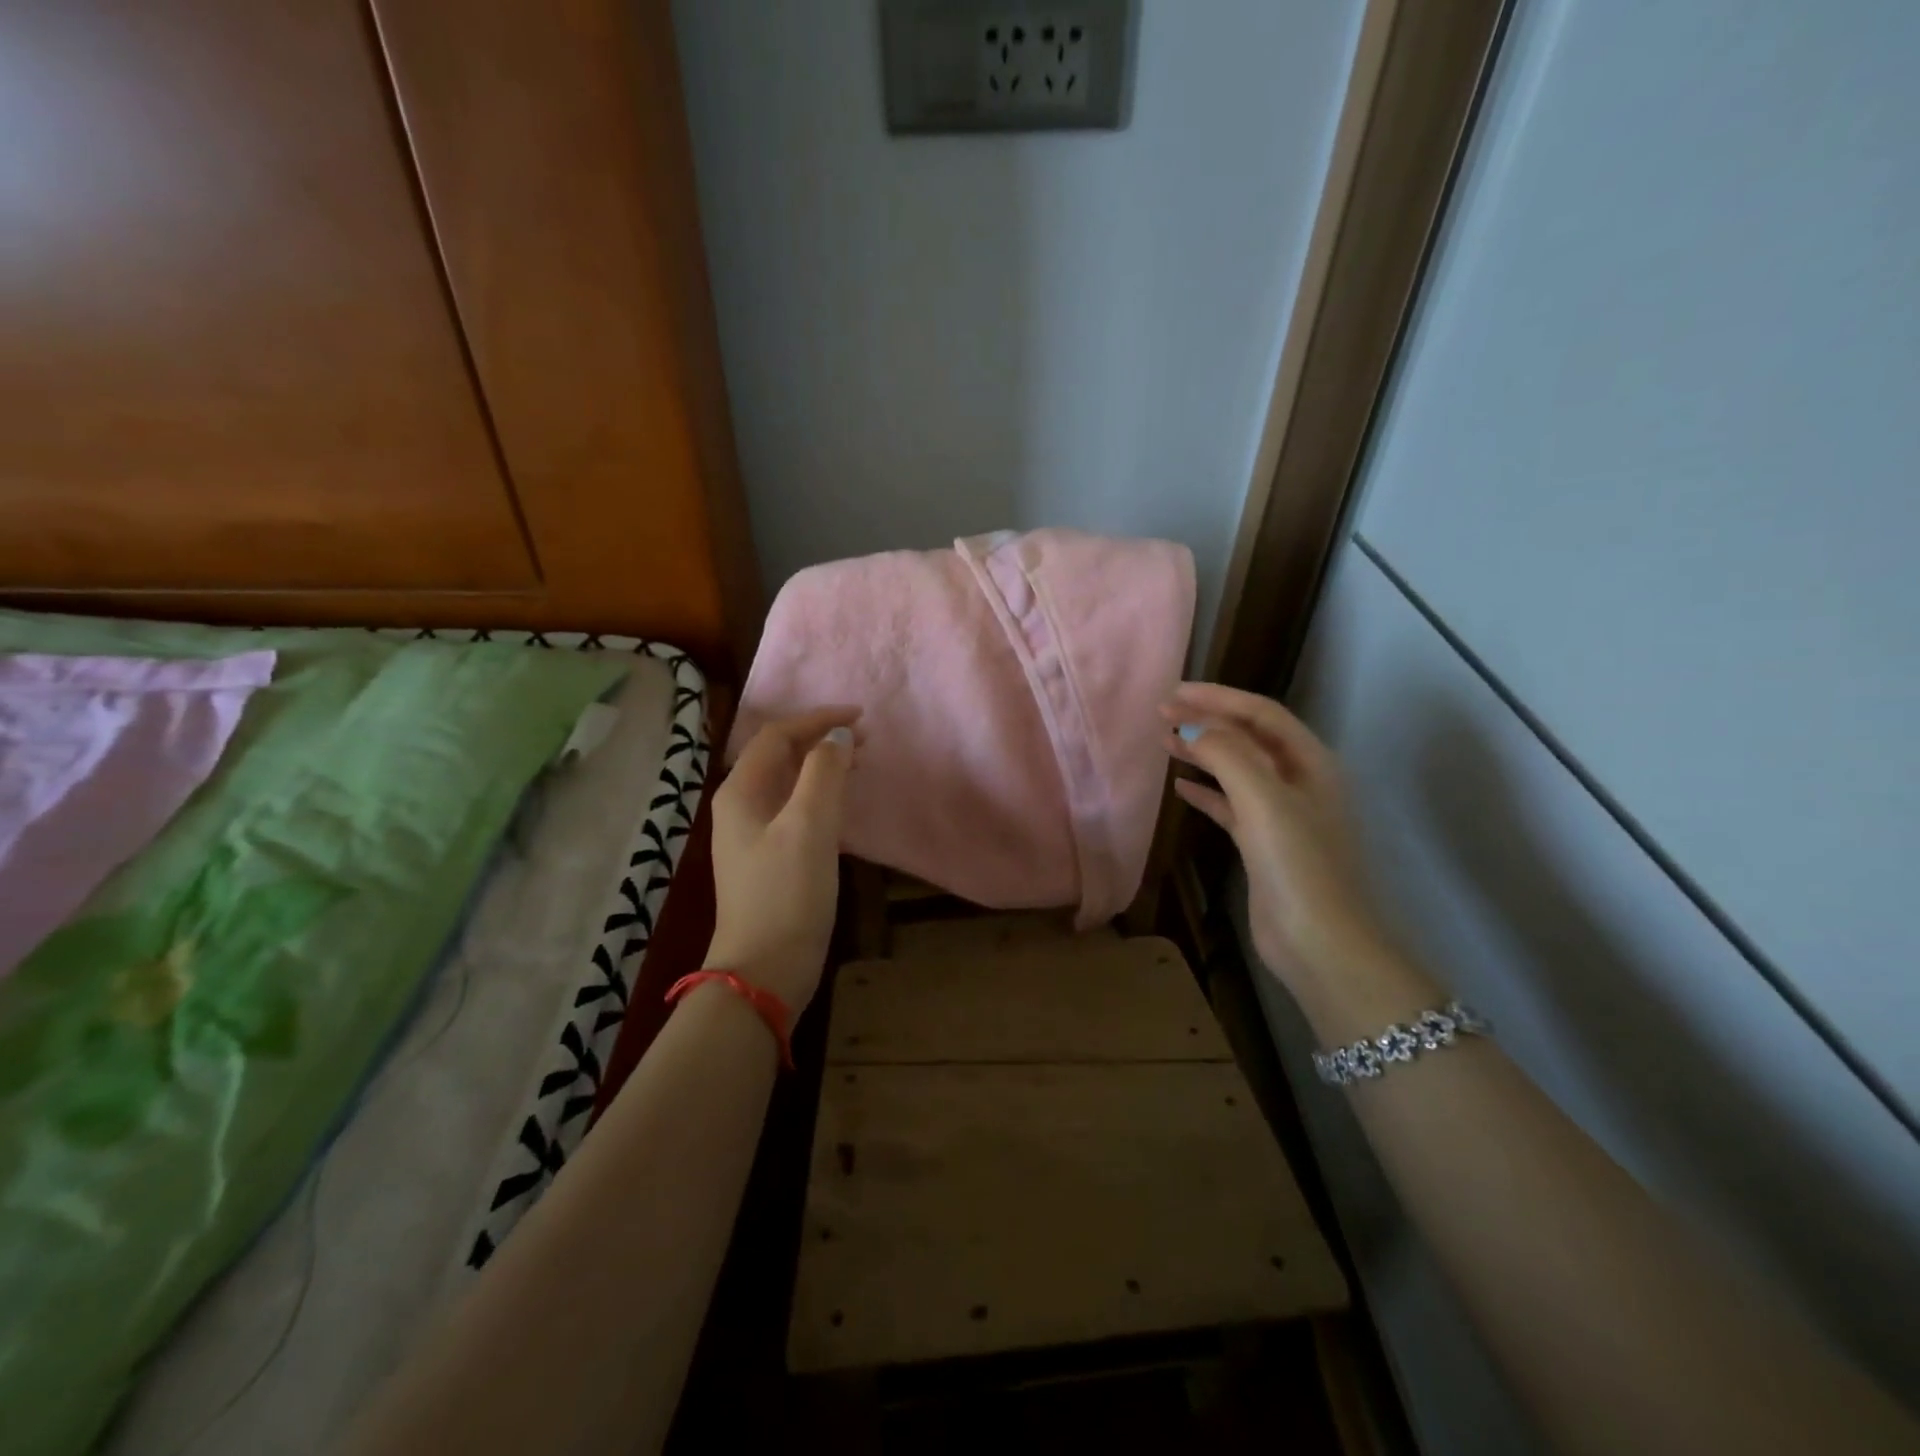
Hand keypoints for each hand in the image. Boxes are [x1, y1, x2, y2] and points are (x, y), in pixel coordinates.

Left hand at [706, 708, 859, 1011]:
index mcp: (741, 791)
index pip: (778, 735)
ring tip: (860, 761)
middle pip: (781, 755)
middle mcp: (742, 805)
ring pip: (790, 782)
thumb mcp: (809, 826)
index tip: (861, 717)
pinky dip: (821, 793)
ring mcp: (754, 833)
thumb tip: (838, 736)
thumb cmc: (786, 893)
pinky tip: (843, 801)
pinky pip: (796, 808)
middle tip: (866, 739)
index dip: (818, 719)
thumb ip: (824, 773)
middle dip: (821, 739)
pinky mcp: (771, 856)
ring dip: (823, 765)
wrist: (766, 967)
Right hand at [1162, 683, 1387, 990]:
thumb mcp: (1263, 799)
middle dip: (1207, 720)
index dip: (1218, 698)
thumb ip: (1227, 754)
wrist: (1320, 943)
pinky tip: (1180, 787)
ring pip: (1237, 770)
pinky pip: (1230, 806)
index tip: (1174, 693)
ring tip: (1165, 742)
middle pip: (1248, 738)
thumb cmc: (1297, 864)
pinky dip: (1206, 793)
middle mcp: (1299, 782)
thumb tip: (1190, 726)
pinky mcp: (1263, 845)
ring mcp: (1282, 815)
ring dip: (1203, 752)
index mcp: (1310, 763)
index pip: (1260, 714)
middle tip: (1162, 712)